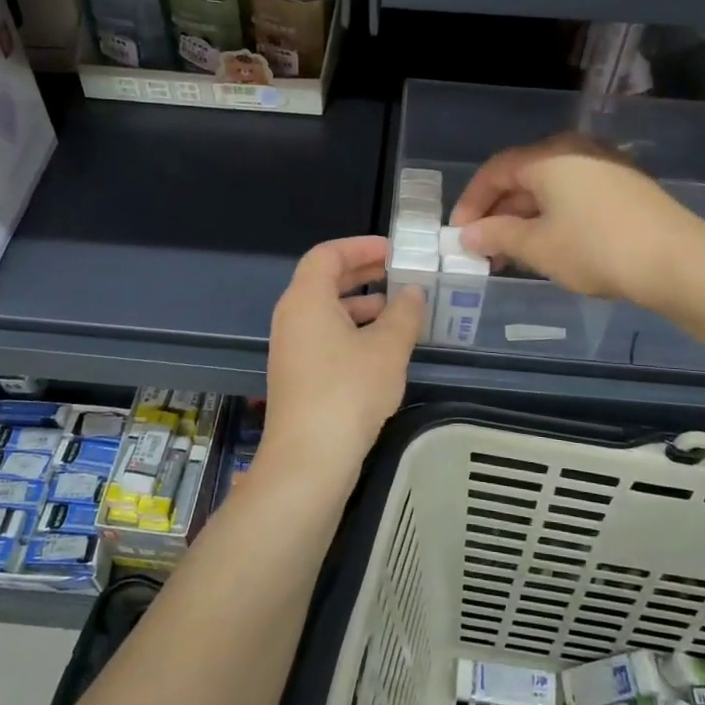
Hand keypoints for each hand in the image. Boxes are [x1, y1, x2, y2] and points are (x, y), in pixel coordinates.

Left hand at [259, 236, 424, 496]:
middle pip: (324, 281)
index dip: (360, 246)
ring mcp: (291, 348)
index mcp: (306, 299)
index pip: (327, 254)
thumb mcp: (388, 348)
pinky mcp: (297, 375)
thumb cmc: (348, 391)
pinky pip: (324, 337)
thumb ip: (404, 313)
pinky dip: (352, 331)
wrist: (309, 458)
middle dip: (363, 274)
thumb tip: (413, 293)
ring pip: (326, 312)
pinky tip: (382, 349)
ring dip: (361, 305)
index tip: (393, 250)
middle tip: (399, 273)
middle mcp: (292, 317)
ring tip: (398, 311)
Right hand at [449, 134, 693, 306]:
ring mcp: (603, 166)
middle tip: (481, 249)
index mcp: (549, 157)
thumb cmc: (596, 248)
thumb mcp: (538, 246)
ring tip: (510, 256)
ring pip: (548, 189)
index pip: (495, 171)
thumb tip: (468, 235)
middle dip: (497, 214)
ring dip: (523, 219)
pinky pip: (573, 196)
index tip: (458, 234)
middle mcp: (574, 151)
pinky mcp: (623, 187)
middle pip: (522, 177)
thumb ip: (497, 236)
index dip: (472, 202)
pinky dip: (551, 218)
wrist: (678, 261)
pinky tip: (547, 247)